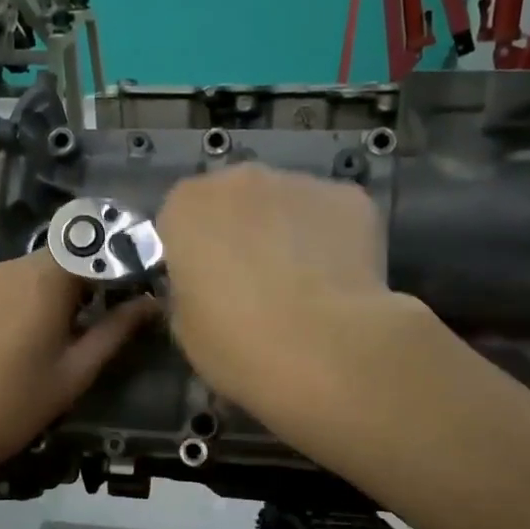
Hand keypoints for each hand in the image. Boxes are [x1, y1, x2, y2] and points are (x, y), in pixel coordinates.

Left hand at [0, 250, 160, 481]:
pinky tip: (0, 335)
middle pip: (51, 258)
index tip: (115, 297)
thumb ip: (116, 330)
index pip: (87, 249)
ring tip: (35, 333)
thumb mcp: (78, 371)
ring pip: (19, 270)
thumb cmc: (22, 405)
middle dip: (70, 282)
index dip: (106, 268)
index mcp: (43, 282)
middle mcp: (6, 267)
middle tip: (77, 323)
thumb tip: (152, 302)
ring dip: (36, 290)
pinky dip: (4, 298)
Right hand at [158, 164, 430, 432]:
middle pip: (234, 202)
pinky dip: (332, 241)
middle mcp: (240, 178)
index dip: (192, 255)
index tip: (204, 288)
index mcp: (187, 206)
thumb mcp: (185, 328)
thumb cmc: (237, 343)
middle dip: (241, 234)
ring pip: (286, 206)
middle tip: (253, 287)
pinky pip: (331, 217)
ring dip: (286, 235)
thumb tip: (207, 286)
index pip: (178, 221)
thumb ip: (188, 290)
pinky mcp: (351, 198)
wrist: (324, 349)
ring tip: (303, 289)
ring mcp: (300, 183)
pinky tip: (339, 284)